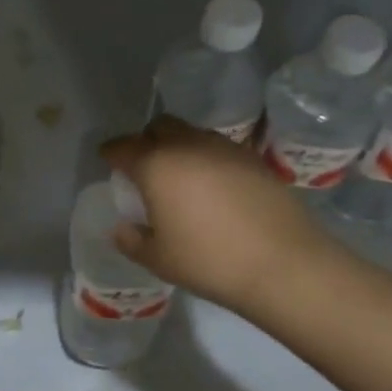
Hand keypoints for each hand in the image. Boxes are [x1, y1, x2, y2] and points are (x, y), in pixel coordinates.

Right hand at [100, 116, 345, 314]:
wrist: (284, 263)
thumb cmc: (210, 261)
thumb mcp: (158, 259)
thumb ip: (131, 240)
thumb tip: (122, 228)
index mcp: (156, 165)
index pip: (123, 147)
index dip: (111, 152)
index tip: (107, 160)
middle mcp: (187, 145)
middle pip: (159, 127)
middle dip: (146, 141)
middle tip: (144, 167)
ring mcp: (224, 148)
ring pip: (190, 133)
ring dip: (178, 146)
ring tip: (180, 177)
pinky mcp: (253, 158)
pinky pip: (217, 148)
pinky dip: (206, 159)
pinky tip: (212, 187)